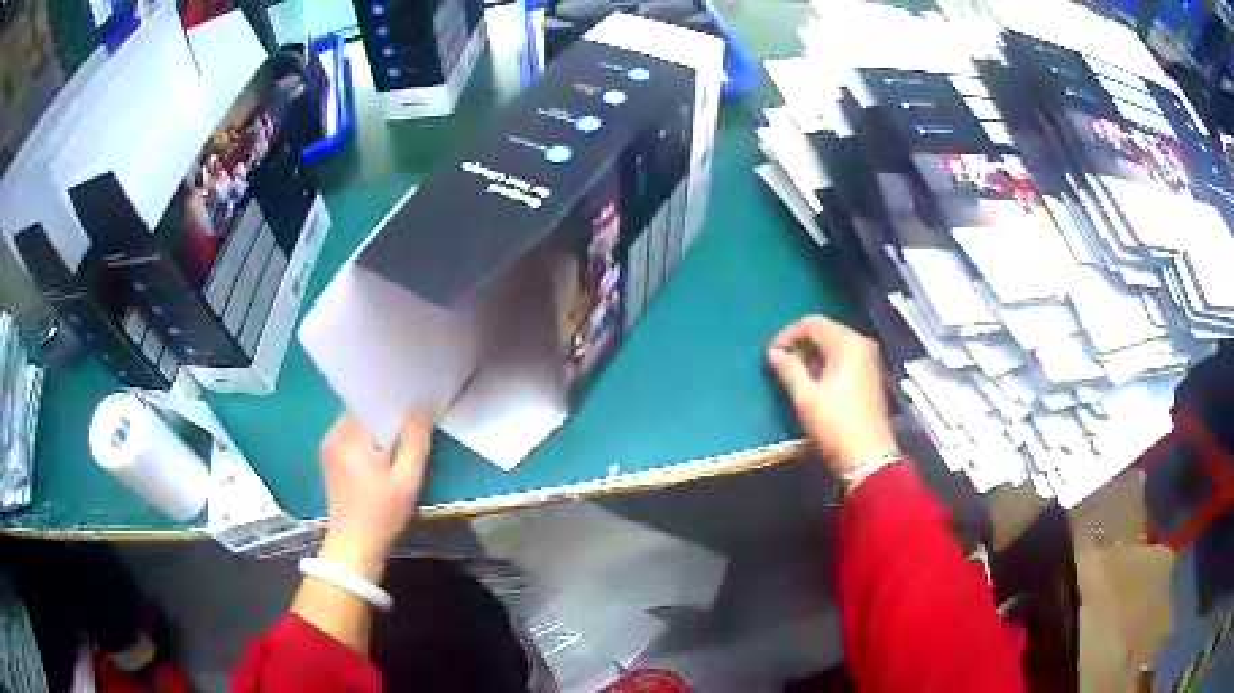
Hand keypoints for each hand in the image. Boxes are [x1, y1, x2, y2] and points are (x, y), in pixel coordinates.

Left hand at [316, 412, 433, 581]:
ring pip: (357, 426)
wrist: (354, 546)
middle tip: (411, 427)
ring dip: (376, 432)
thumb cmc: (382, 513)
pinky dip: (366, 443)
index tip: (415, 407)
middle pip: (364, 413)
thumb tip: (422, 408)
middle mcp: (333, 435)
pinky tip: (382, 458)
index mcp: (348, 435)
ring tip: (398, 443)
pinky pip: (350, 439)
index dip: (394, 401)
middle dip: (386, 418)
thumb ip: (415, 441)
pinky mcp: (329, 461)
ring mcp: (328, 447)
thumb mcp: (407, 479)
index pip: (371, 401)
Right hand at [766, 315, 896, 476]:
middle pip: (825, 331)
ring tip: (793, 374)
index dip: (788, 334)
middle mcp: (861, 344)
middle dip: (801, 344)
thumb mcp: (806, 397)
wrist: (868, 457)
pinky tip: (814, 382)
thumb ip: (788, 369)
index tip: (770, 353)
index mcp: (847, 343)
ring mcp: (869, 360)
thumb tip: (773, 353)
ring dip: (813, 355)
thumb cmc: (835, 424)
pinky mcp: (870, 376)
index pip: (812, 323)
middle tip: (780, 363)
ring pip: (835, 345)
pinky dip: (827, 364)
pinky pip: (845, 358)